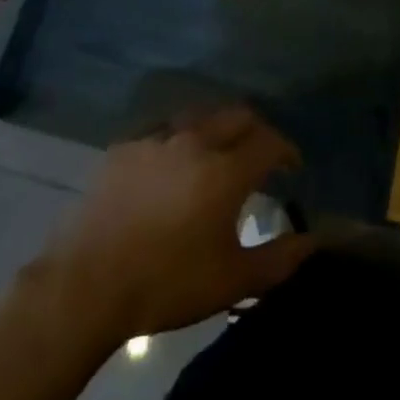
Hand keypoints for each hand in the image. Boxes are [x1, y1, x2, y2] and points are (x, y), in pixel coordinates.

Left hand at [42, 104, 315, 340]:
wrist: (87, 284)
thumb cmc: (167, 283)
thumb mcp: (232, 280)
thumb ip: (279, 258)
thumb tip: (312, 241)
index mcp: (226, 169)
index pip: (269, 142)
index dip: (286, 151)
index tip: (292, 167)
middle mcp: (195, 140)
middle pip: (237, 115)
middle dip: (256, 131)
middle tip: (260, 156)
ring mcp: (156, 138)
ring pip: (199, 116)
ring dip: (218, 129)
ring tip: (218, 155)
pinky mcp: (125, 147)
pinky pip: (163, 130)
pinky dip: (179, 139)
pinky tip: (172, 164)